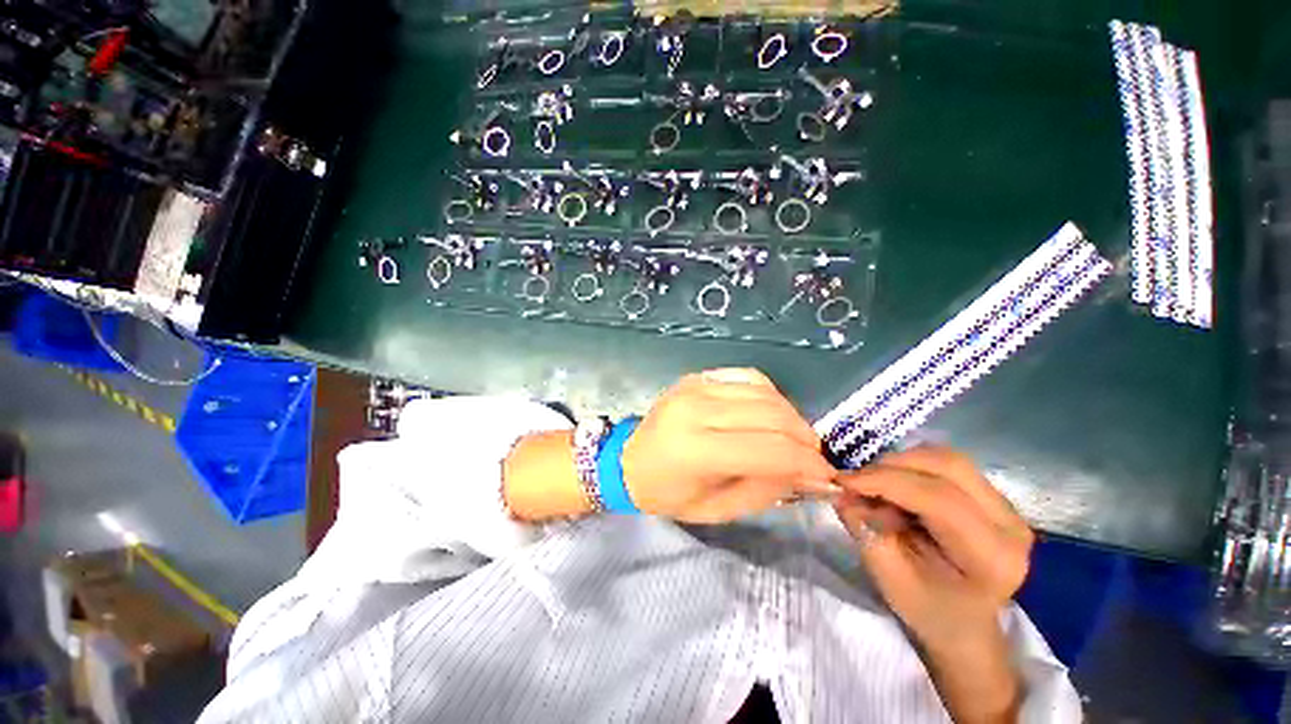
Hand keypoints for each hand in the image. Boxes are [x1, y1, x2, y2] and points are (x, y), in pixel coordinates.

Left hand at [621, 368, 839, 522]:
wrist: (627, 460)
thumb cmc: (668, 494)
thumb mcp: (717, 510)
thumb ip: (766, 490)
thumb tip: (813, 475)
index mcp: (695, 450)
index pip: (769, 449)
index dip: (807, 463)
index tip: (826, 475)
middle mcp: (697, 409)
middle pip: (772, 415)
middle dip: (804, 438)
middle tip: (813, 459)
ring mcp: (696, 386)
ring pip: (765, 393)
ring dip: (791, 417)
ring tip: (794, 439)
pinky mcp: (698, 376)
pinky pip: (749, 378)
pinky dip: (770, 396)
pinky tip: (769, 415)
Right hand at [834, 446, 1032, 722]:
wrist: (968, 624)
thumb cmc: (929, 611)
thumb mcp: (889, 579)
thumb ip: (865, 531)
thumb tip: (842, 492)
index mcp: (992, 557)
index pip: (938, 498)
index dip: (884, 481)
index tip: (842, 481)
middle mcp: (1010, 523)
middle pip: (947, 466)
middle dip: (891, 465)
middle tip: (857, 481)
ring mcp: (1007, 506)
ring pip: (946, 458)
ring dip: (900, 463)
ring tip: (875, 483)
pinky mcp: (994, 496)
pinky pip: (947, 464)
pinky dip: (911, 466)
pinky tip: (896, 485)